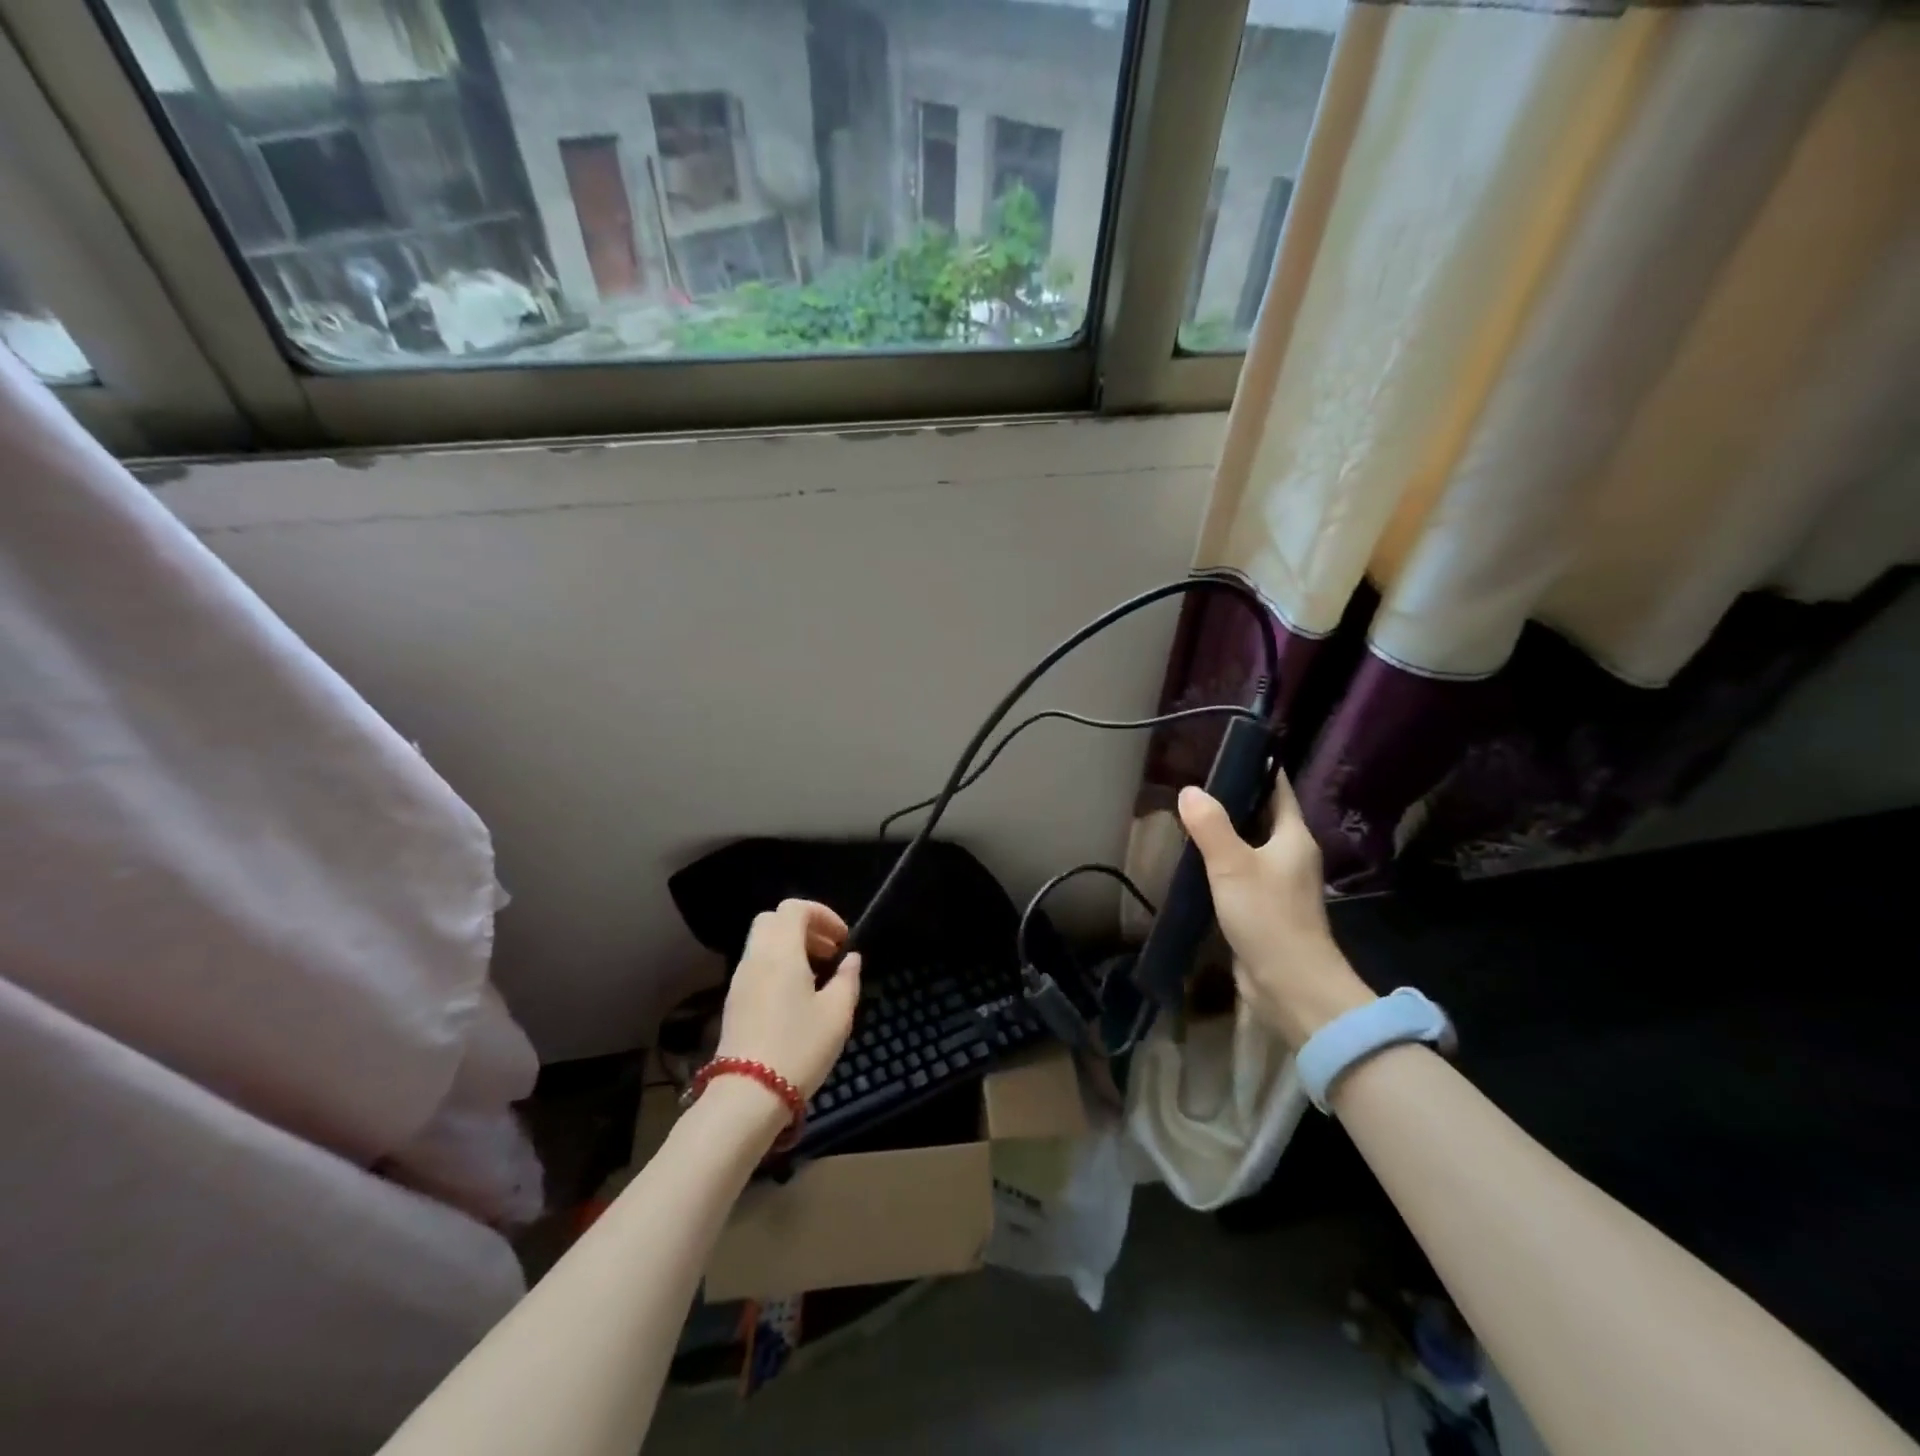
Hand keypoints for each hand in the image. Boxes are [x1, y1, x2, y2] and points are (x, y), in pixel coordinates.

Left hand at [715, 899, 861, 1097]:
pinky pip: (756, 965)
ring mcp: (740, 979)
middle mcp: (756, 957)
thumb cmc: (799, 1047)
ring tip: (817, 975)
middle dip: (804, 927)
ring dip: (791, 947)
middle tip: (828, 952)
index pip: (794, 908)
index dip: (822, 914)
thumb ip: (847, 979)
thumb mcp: (837, 1014)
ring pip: (763, 942)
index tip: (842, 939)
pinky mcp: (733, 1001)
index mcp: (781, 951)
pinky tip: (796, 996)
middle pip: (774, 920)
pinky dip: (777, 965)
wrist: (747, 1095)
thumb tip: (850, 960)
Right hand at [1178, 777, 1373, 1048]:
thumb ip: (1211, 826)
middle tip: (1194, 781)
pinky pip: (1240, 874)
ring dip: (1224, 833)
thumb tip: (1190, 790)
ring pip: (1249, 846)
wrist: (1291, 986)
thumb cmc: (1268, 917)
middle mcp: (1290, 855)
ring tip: (1187, 815)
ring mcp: (1279, 884)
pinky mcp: (1264, 909)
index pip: (1277, 789)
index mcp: (1293, 837)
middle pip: (1262, 816)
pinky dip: (1220, 863)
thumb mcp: (1233, 865)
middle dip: (1232, 799)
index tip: (1226, 749)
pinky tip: (1194, 861)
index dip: (1256, 767)